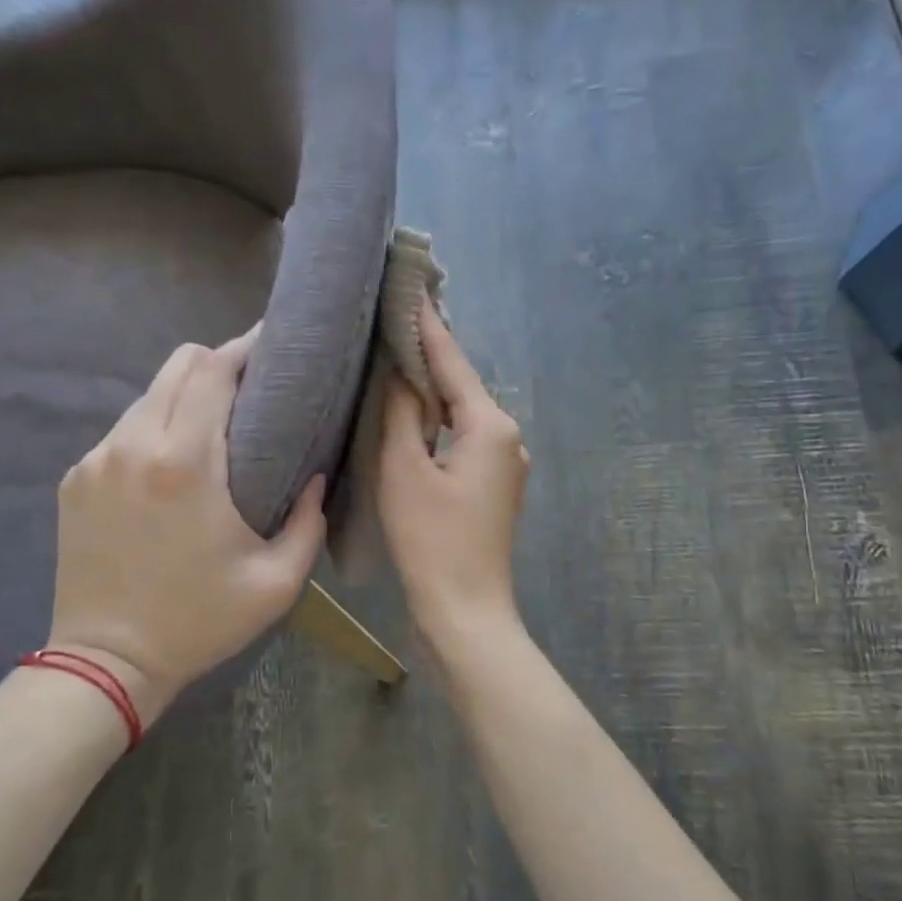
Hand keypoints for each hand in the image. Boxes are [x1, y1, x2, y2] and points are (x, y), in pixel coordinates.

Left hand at [47, 327, 325, 725]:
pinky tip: (169, 469)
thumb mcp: (277, 582)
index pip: (211, 370)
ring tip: (212, 430)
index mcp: (185, 463)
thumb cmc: (199, 621)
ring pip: (147, 397)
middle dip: (215, 364)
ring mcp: (96, 460)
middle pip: (177, 366)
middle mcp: (134, 445)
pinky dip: (152, 432)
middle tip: (249, 389)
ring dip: (183, 399)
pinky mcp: (75, 480)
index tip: (270, 347)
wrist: (106, 663)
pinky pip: (122, 432)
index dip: (243, 348)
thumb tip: (315, 477)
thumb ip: (310, 521)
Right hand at [377, 300, 529, 645]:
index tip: (411, 288)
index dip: (427, 326)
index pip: (452, 362)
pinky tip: (414, 418)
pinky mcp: (495, 487)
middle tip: (393, 322)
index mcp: (490, 425)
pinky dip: (439, 426)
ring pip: (462, 415)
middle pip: (461, 386)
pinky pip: (464, 441)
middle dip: (428, 358)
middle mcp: (508, 436)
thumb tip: (403, 375)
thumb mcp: (405, 470)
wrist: (465, 611)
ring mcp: (506, 464)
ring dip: (433, 393)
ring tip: (396, 362)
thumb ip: (403, 414)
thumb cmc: (432, 540)